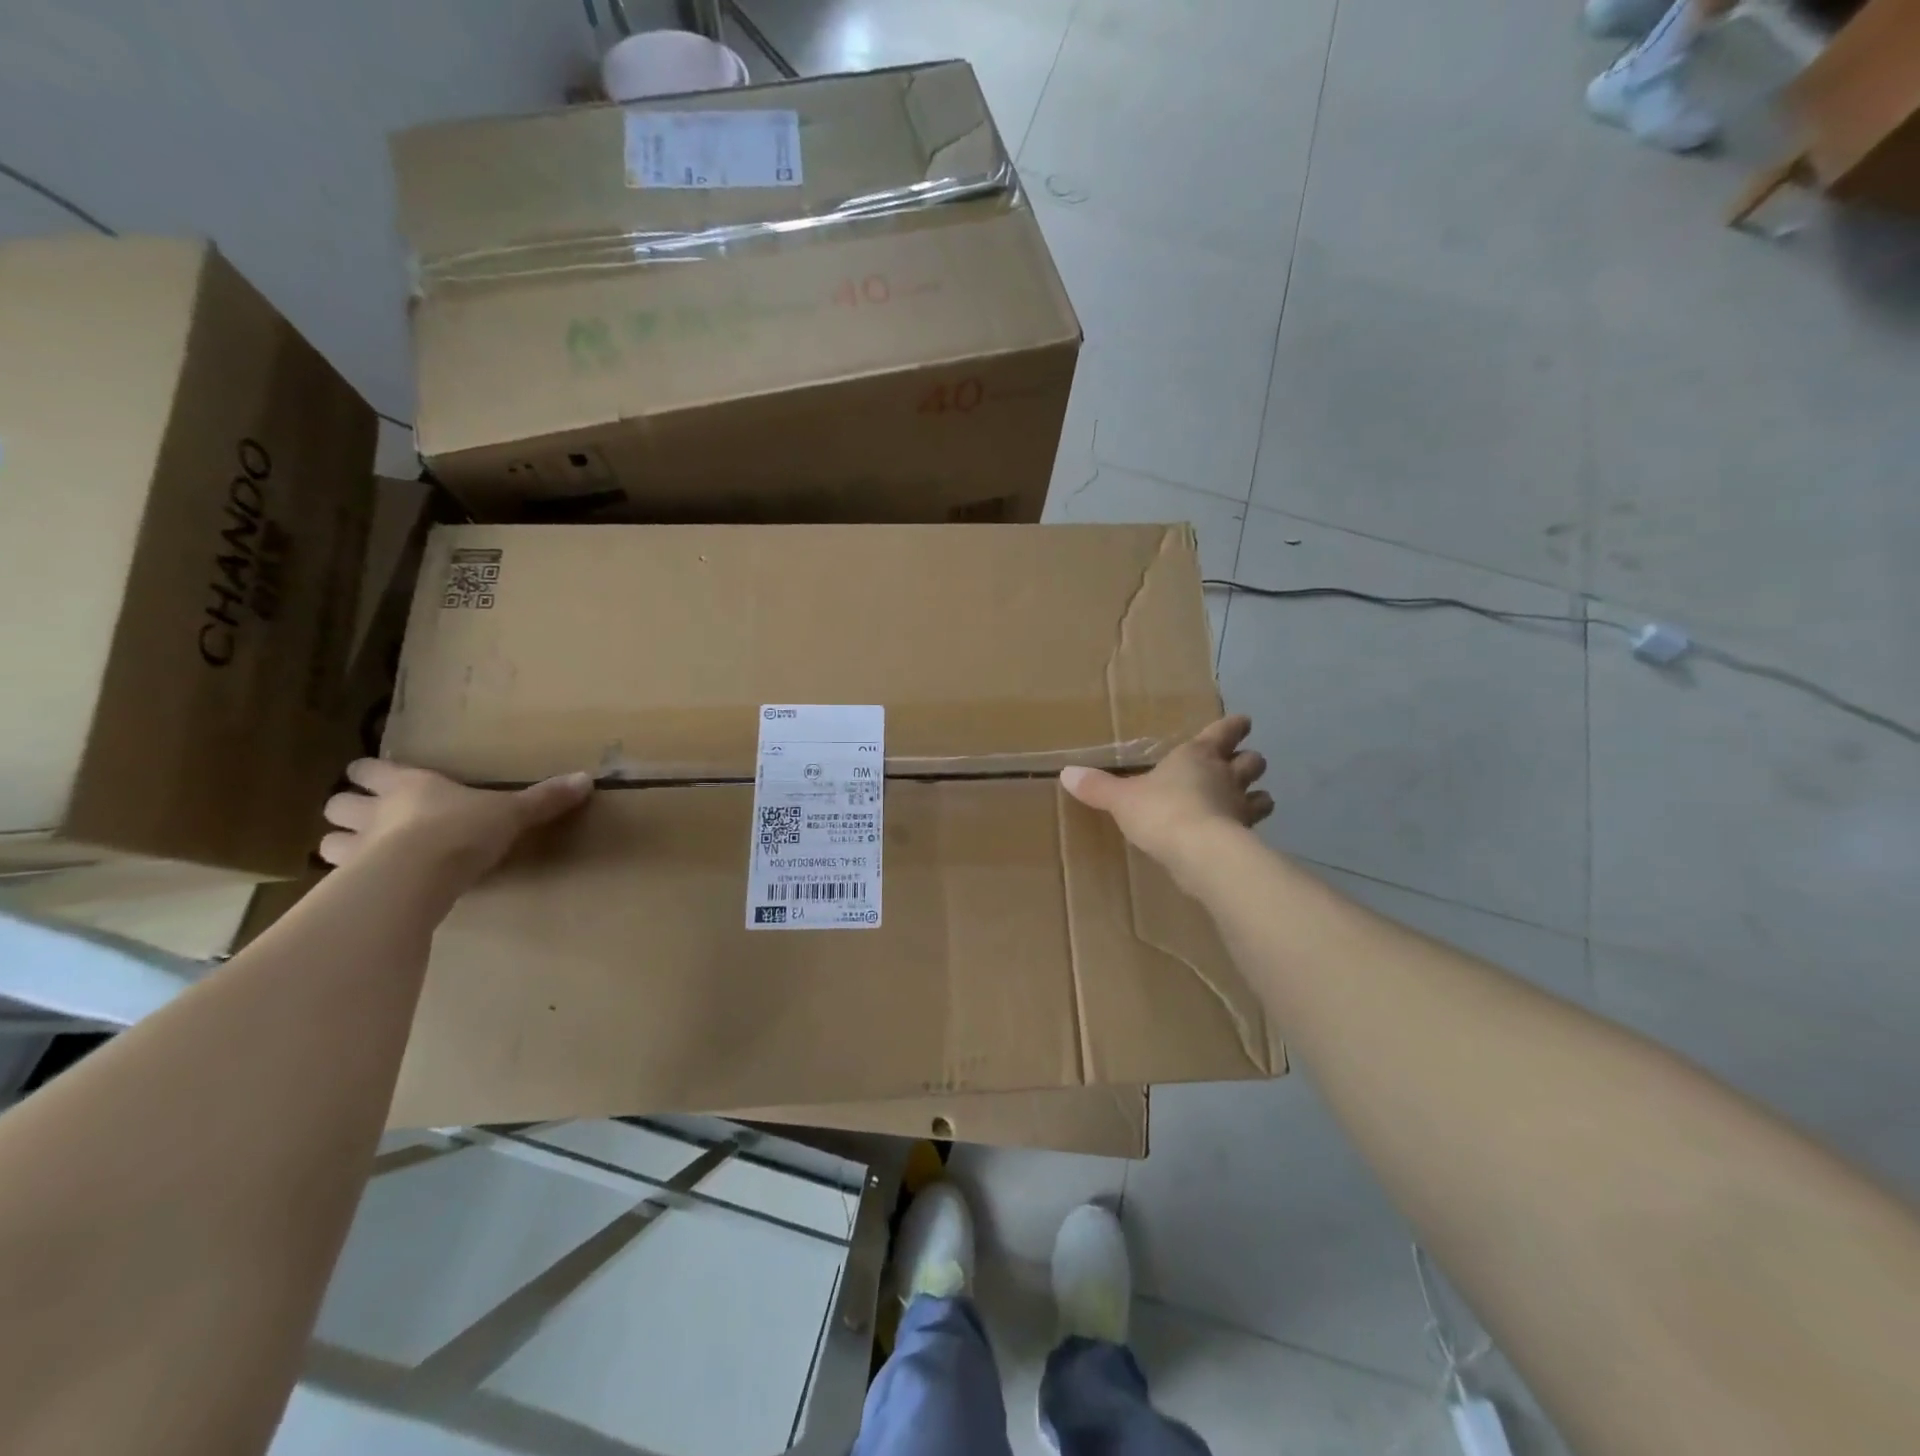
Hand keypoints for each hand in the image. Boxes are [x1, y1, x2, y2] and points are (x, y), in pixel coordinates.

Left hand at [320, 760, 593, 891]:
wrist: (420, 875)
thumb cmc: (463, 830)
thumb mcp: (512, 813)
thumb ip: (544, 799)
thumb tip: (587, 779)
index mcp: (409, 785)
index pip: (369, 769)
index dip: (371, 774)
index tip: (379, 778)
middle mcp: (374, 812)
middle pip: (337, 803)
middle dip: (349, 810)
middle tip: (370, 819)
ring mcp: (355, 850)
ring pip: (328, 842)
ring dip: (342, 846)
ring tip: (365, 857)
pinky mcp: (350, 886)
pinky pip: (339, 882)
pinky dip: (348, 884)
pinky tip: (369, 891)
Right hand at [1060, 716, 1272, 882]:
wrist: (1200, 852)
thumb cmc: (1160, 811)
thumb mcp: (1121, 799)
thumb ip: (1097, 787)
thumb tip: (1066, 773)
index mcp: (1197, 755)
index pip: (1225, 731)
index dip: (1233, 727)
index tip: (1241, 723)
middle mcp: (1226, 775)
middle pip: (1252, 761)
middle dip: (1248, 761)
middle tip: (1239, 765)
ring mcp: (1241, 807)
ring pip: (1262, 796)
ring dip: (1257, 797)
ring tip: (1247, 803)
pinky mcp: (1247, 838)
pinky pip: (1253, 828)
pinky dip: (1249, 830)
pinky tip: (1238, 837)